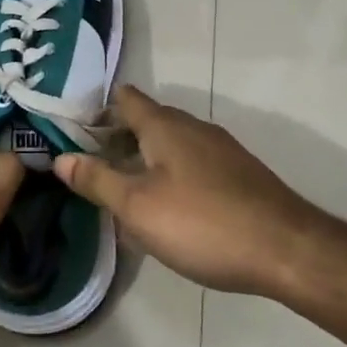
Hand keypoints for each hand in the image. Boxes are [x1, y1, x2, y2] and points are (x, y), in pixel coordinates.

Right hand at [53, 86, 323, 296]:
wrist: (286, 248)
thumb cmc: (203, 223)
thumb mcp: (138, 206)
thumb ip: (97, 180)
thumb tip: (61, 158)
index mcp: (165, 125)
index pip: (124, 98)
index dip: (95, 110)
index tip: (70, 133)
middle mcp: (193, 127)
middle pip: (146, 120)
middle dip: (115, 139)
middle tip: (87, 169)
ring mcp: (220, 149)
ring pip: (170, 144)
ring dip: (142, 159)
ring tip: (120, 191)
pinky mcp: (237, 174)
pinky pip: (191, 163)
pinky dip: (169, 174)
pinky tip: (165, 208)